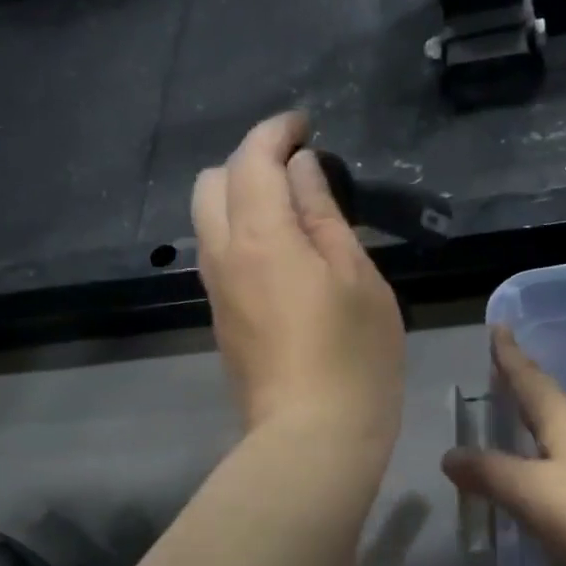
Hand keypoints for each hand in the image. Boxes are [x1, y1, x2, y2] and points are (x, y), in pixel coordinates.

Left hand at [193, 113, 405, 456]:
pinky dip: (240, 235)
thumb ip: (324, 216)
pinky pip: (218, 256)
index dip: (276, 132)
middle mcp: (223, 256)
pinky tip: (280, 255)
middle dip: (248, 161)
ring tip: (291, 214)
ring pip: (208, 221)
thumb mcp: (357, 278)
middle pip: (212, 183)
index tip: (304, 126)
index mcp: (260, 236)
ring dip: (240, 200)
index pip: (253, 159)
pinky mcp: (220, 321)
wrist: (311, 438)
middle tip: (296, 173)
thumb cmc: (353, 357)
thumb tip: (301, 171)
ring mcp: (215, 292)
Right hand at [442, 327, 565, 565]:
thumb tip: (450, 455)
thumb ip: (490, 474)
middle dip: (521, 387)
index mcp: (565, 423)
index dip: (509, 355)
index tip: (498, 326)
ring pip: (560, 434)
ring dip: (534, 425)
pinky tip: (543, 482)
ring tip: (512, 426)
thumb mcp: (534, 494)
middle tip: (497, 375)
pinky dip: (547, 461)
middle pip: (547, 402)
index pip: (530, 379)